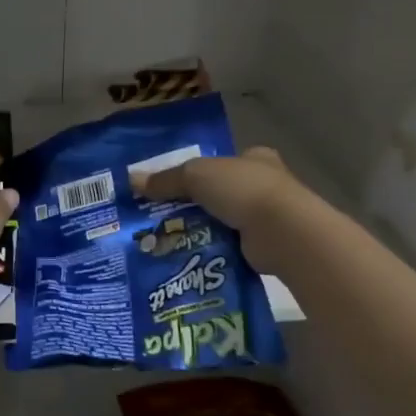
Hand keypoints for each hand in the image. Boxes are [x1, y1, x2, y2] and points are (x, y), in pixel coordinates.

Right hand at [138, 147, 311, 270]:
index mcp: (254, 158)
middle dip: (196, 204)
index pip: (223, 161)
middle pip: (221, 193)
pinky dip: (213, 252)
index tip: (175, 186)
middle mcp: (265, 185)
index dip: (200, 171)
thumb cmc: (242, 189)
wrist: (283, 233)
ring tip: (169, 241)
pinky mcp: (266, 247)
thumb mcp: (195, 175)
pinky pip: (231, 247)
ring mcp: (269, 218)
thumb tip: (132, 181)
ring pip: (225, 222)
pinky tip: (190, 258)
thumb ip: (166, 179)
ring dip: (203, 231)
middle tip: (163, 217)